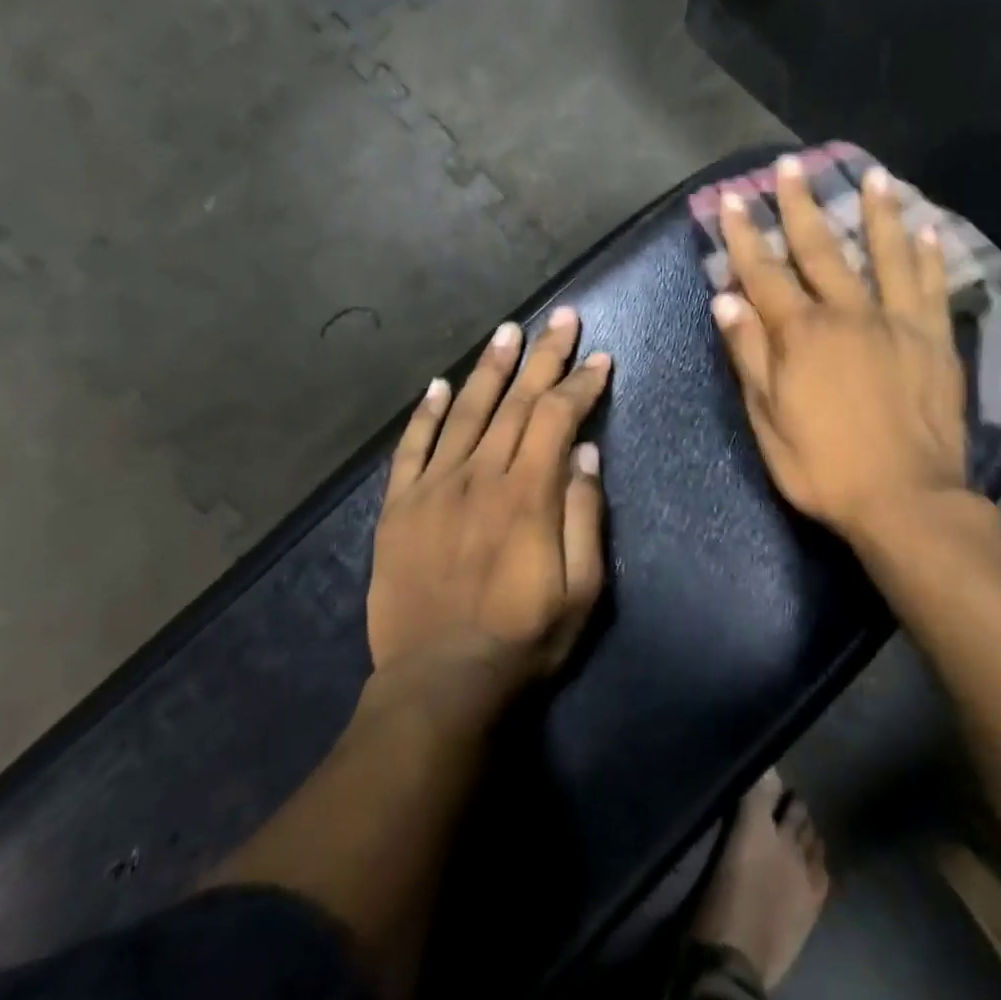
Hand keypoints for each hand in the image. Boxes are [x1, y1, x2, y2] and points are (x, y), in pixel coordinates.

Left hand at [367, 308, 609, 684]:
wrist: (440, 682)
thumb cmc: (523, 639)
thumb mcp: (581, 590)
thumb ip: (585, 516)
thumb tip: (586, 454)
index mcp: (527, 493)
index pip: (558, 417)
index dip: (581, 384)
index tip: (600, 358)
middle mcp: (479, 475)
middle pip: (516, 401)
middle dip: (543, 355)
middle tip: (561, 317)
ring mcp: (434, 487)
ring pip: (465, 411)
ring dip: (489, 368)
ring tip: (507, 331)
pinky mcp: (399, 507)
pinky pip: (412, 447)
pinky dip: (426, 413)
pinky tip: (439, 385)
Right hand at [711, 154, 971, 544]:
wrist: (905, 499)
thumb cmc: (824, 467)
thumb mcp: (768, 420)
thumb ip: (749, 356)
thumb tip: (726, 300)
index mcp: (801, 335)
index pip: (764, 274)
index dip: (746, 236)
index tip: (734, 200)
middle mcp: (848, 315)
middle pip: (821, 250)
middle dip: (801, 206)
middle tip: (791, 166)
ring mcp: (897, 323)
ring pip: (885, 255)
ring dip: (875, 213)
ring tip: (873, 176)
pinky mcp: (935, 341)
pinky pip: (933, 288)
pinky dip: (930, 256)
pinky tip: (928, 229)